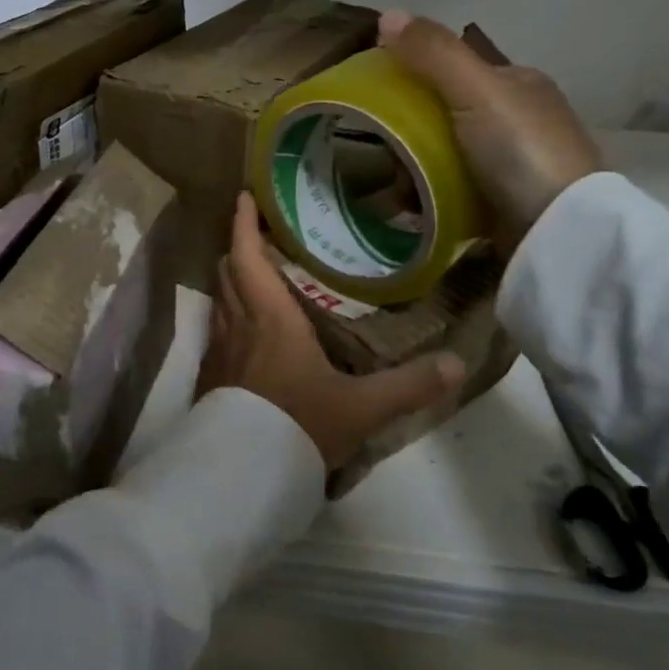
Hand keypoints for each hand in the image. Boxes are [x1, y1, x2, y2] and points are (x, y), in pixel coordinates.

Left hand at [195, 194, 465, 471]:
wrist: (244, 472)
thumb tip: (457, 365)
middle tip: (259, 236)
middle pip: (228, 271)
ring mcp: (219, 351)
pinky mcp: (211, 376)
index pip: (247, 256)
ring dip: (232, 280)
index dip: (243, 223)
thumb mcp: (362, 406)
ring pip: (219, 299)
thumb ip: (409, 385)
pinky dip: (228, 315)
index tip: (245, 197)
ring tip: (254, 276)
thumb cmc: (299, 423)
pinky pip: (216, 331)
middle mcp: (238, 324)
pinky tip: (245, 332)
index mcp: (269, 317)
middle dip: (239, 247)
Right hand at [378, 10, 601, 246]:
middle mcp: (516, 118)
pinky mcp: (502, 202)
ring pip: (443, 155)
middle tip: (387, 155)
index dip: (412, 78)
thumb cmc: (519, 149)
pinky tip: (413, 208)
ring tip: (397, 189)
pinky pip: (451, 190)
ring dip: (414, 170)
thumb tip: (386, 14)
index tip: (378, 101)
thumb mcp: (474, 91)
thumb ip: (433, 54)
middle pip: (443, 116)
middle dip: (409, 135)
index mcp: (516, 83)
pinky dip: (428, 196)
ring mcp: (510, 163)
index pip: (453, 70)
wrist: (557, 228)